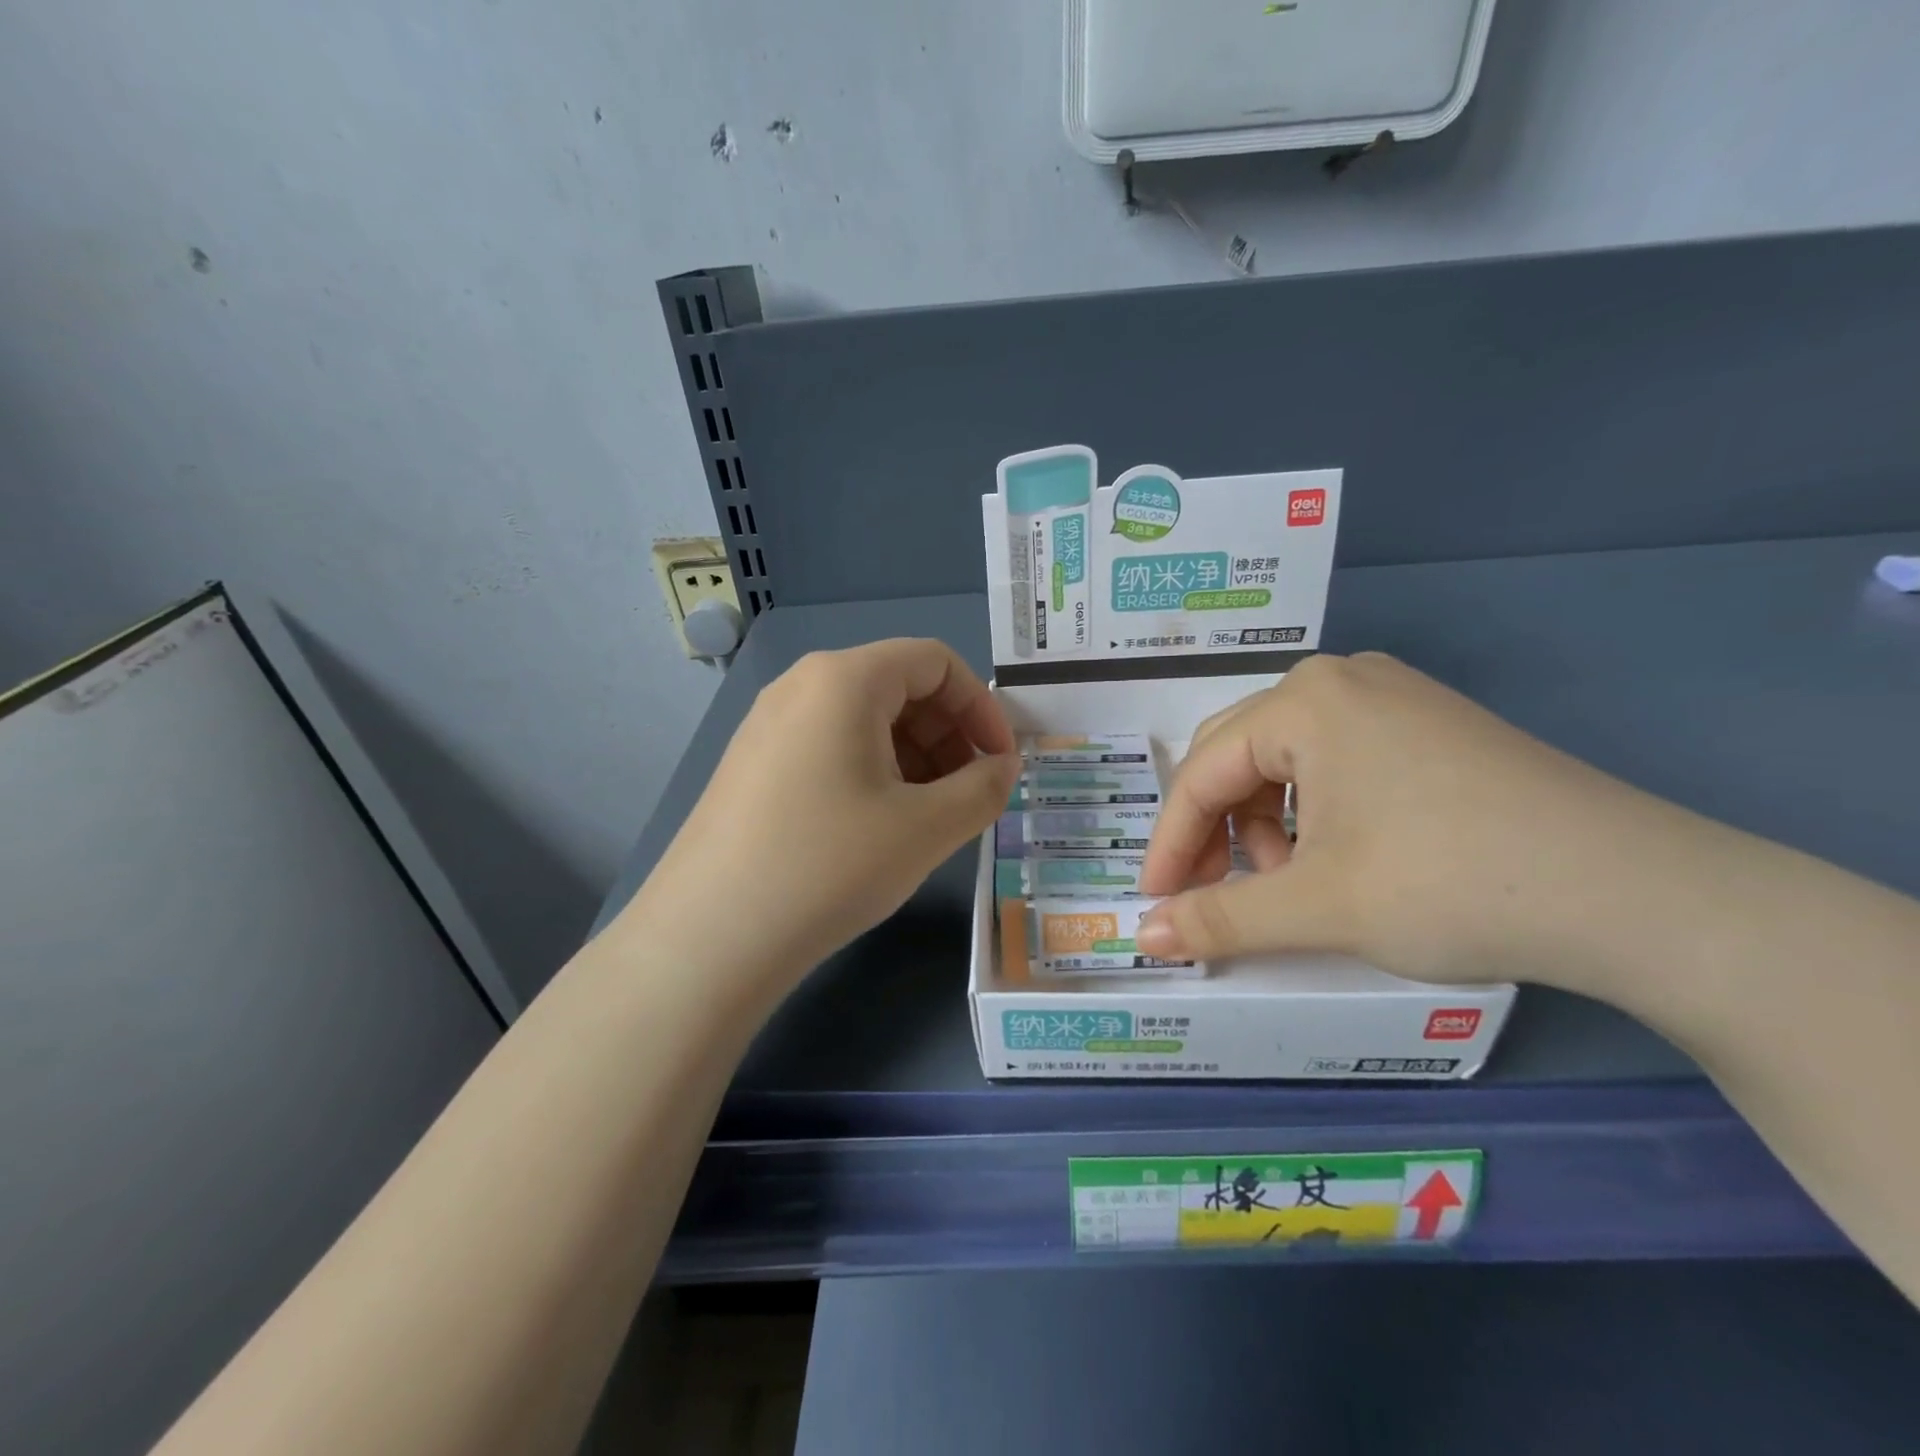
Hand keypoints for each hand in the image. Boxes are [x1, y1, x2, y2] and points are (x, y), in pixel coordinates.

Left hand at [623, 639, 1018, 997]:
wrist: (709, 937)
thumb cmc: (830, 866)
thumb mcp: (926, 828)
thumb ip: (982, 789)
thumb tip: (1001, 768)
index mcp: (844, 679)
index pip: (935, 661)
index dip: (981, 707)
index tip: (1001, 763)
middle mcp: (800, 685)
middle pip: (898, 686)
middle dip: (948, 735)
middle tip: (967, 795)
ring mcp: (768, 724)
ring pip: (864, 720)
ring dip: (913, 757)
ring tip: (927, 818)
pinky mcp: (751, 764)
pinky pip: (829, 746)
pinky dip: (872, 772)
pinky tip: (877, 827)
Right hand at [1137, 652, 1701, 990]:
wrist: (1640, 895)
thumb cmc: (1451, 884)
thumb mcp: (1319, 906)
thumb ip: (1218, 919)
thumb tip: (1144, 938)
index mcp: (1303, 701)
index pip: (1202, 774)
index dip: (1170, 845)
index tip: (1155, 904)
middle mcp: (1340, 680)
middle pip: (1238, 757)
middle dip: (1216, 832)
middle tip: (1214, 895)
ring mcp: (1393, 697)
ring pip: (1286, 761)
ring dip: (1266, 825)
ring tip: (1291, 885)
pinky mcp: (1431, 726)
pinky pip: (1336, 761)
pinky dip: (1314, 813)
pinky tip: (1338, 858)